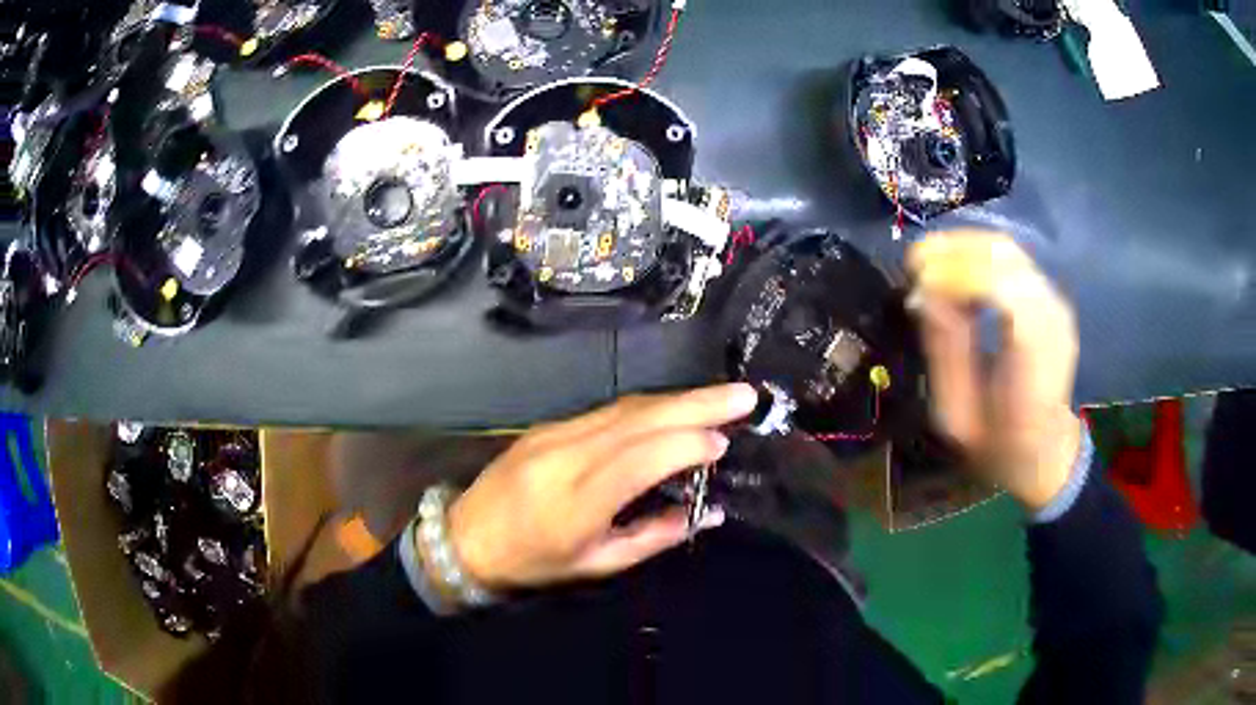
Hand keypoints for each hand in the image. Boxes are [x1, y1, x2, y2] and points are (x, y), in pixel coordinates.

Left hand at [446, 383, 759, 588]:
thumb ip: (654, 536)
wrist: (466, 536)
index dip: (686, 444)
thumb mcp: (595, 564)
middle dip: (697, 402)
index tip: (724, 441)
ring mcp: (554, 433)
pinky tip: (675, 408)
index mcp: (576, 501)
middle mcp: (566, 455)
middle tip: (744, 394)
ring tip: (720, 397)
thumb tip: (707, 513)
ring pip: (626, 407)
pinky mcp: (549, 425)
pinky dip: (649, 407)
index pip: (640, 458)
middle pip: (639, 418)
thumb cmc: (532, 561)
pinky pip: (608, 410)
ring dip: (677, 398)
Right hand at [907, 231, 1082, 510]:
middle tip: (913, 267)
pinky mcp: (1048, 295)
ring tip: (927, 266)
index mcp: (1034, 359)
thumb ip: (944, 352)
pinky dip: (976, 254)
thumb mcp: (957, 415)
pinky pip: (1010, 258)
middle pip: (1003, 255)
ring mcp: (1055, 302)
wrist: (1045, 450)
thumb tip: (921, 293)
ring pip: (1005, 247)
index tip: (915, 280)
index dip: (956, 274)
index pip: (1003, 288)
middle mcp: (1052, 318)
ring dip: (962, 247)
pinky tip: (954, 272)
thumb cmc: (999, 444)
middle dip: (953, 251)